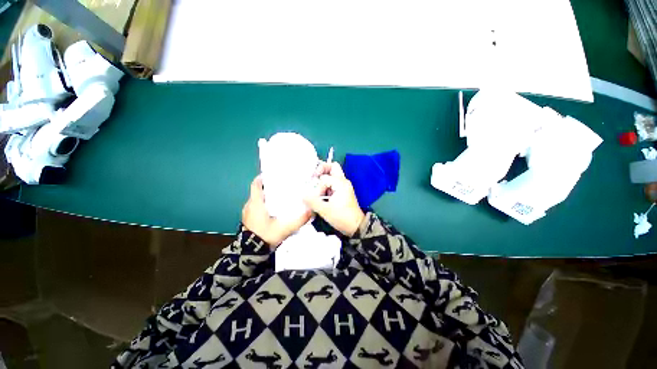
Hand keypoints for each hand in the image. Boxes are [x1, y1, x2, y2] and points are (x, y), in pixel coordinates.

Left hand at [242, 175, 310, 247]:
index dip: (262, 178)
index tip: (272, 175)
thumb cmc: (266, 236)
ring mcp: (247, 213)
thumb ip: (299, 220)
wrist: (250, 253)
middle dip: (268, 187)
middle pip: (257, 191)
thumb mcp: (285, 228)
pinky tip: (273, 209)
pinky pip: (255, 207)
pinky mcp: (248, 220)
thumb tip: (311, 211)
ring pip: (256, 200)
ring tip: (279, 196)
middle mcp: (249, 206)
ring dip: (265, 196)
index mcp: (256, 203)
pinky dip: (263, 205)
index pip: (256, 185)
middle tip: (281, 186)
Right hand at [304, 162, 364, 236]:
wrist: (356, 226)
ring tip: (316, 189)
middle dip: (321, 170)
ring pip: (333, 174)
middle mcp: (343, 181)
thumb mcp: (325, 210)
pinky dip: (326, 186)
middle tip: (313, 178)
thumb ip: (313, 202)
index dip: (318, 187)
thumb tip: (303, 195)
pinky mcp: (343, 191)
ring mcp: (344, 186)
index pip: (324, 178)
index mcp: (340, 183)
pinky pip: (333, 183)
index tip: (316, 197)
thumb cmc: (342, 218)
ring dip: (323, 179)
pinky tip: (321, 195)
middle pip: (332, 167)